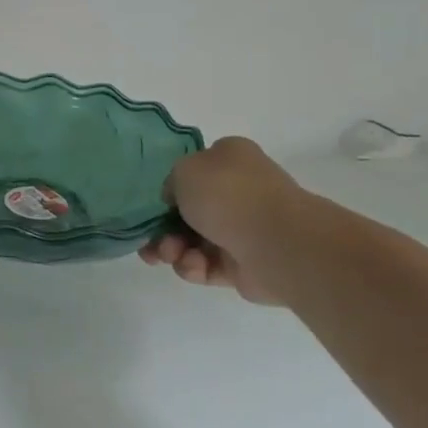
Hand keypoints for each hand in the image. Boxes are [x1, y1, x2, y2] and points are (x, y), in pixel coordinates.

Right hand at [139, 137, 303, 305]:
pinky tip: (193, 266)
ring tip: (169, 255)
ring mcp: (242, 230)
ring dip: (172, 249)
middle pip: (189, 212)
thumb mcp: (184, 170)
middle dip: (164, 228)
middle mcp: (239, 193)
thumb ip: (172, 182)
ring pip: (192, 241)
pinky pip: (206, 266)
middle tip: (152, 240)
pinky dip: (193, 267)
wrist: (275, 242)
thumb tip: (178, 200)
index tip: (159, 203)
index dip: (172, 189)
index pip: (195, 172)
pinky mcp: (242, 265)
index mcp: (231, 161)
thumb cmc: (228, 195)